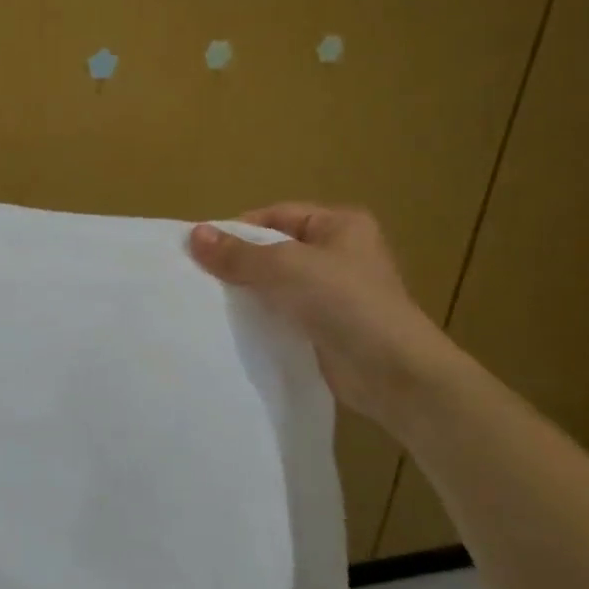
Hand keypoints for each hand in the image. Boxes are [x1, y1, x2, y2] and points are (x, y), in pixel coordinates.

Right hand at [188, 204, 463, 431]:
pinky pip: (284, 313)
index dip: (237, 230)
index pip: (275, 216)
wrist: (394, 373)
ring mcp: (335, 293)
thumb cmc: (344, 303)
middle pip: (273, 250)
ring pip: (276, 284)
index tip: (201, 251)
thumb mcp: (284, 267)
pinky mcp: (327, 327)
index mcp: (339, 225)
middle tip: (199, 277)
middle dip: (238, 263)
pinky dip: (262, 318)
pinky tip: (234, 326)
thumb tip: (194, 234)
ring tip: (209, 302)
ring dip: (248, 292)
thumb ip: (238, 253)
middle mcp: (339, 253)